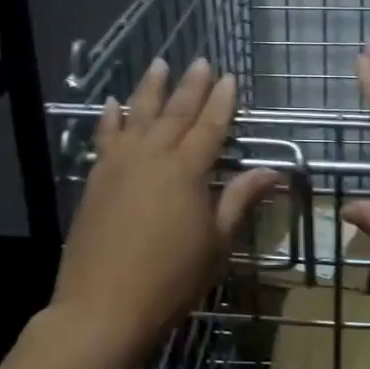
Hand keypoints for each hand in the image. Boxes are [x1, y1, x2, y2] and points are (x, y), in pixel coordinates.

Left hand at [50, 57, 281, 361]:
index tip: (231, 77)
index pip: (211, 125)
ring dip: (150, 88)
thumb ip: (240, 200)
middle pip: (176, 112)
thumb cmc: (171, 278)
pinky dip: (110, 117)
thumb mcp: (217, 242)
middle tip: (201, 61)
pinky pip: (105, 137)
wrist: (103, 307)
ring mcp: (120, 164)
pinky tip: (111, 104)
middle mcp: (153, 156)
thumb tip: (272, 171)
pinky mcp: (96, 179)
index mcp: (188, 170)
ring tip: (159, 64)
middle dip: (191, 85)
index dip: (223, 101)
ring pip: (138, 115)